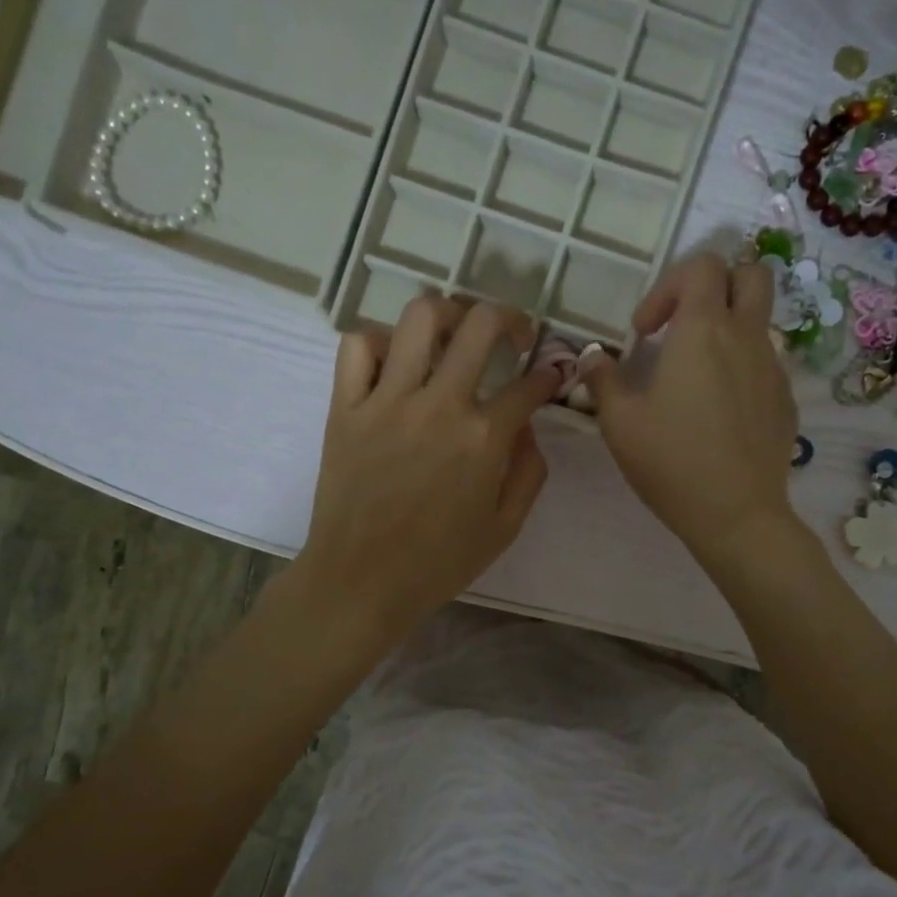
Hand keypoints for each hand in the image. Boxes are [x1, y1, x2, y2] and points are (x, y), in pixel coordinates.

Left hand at [292, 297, 559, 648]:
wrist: (362, 582)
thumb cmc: (439, 563)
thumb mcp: (505, 527)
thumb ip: (529, 471)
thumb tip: (527, 426)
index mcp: (483, 439)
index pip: (530, 384)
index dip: (549, 375)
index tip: (551, 375)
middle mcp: (438, 405)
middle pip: (480, 325)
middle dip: (510, 319)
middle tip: (512, 335)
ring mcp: (387, 401)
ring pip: (419, 318)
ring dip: (447, 314)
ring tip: (454, 335)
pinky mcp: (345, 407)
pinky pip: (357, 346)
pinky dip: (379, 344)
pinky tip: (394, 365)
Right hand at [581, 254, 799, 568]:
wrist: (736, 514)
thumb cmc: (672, 462)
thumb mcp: (620, 423)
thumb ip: (602, 380)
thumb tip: (592, 358)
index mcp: (704, 331)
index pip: (702, 266)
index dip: (668, 286)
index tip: (646, 333)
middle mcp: (746, 337)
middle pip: (750, 274)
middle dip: (716, 286)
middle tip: (684, 326)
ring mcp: (773, 368)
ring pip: (759, 321)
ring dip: (728, 330)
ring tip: (696, 376)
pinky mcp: (785, 400)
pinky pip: (766, 363)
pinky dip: (742, 368)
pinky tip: (719, 413)